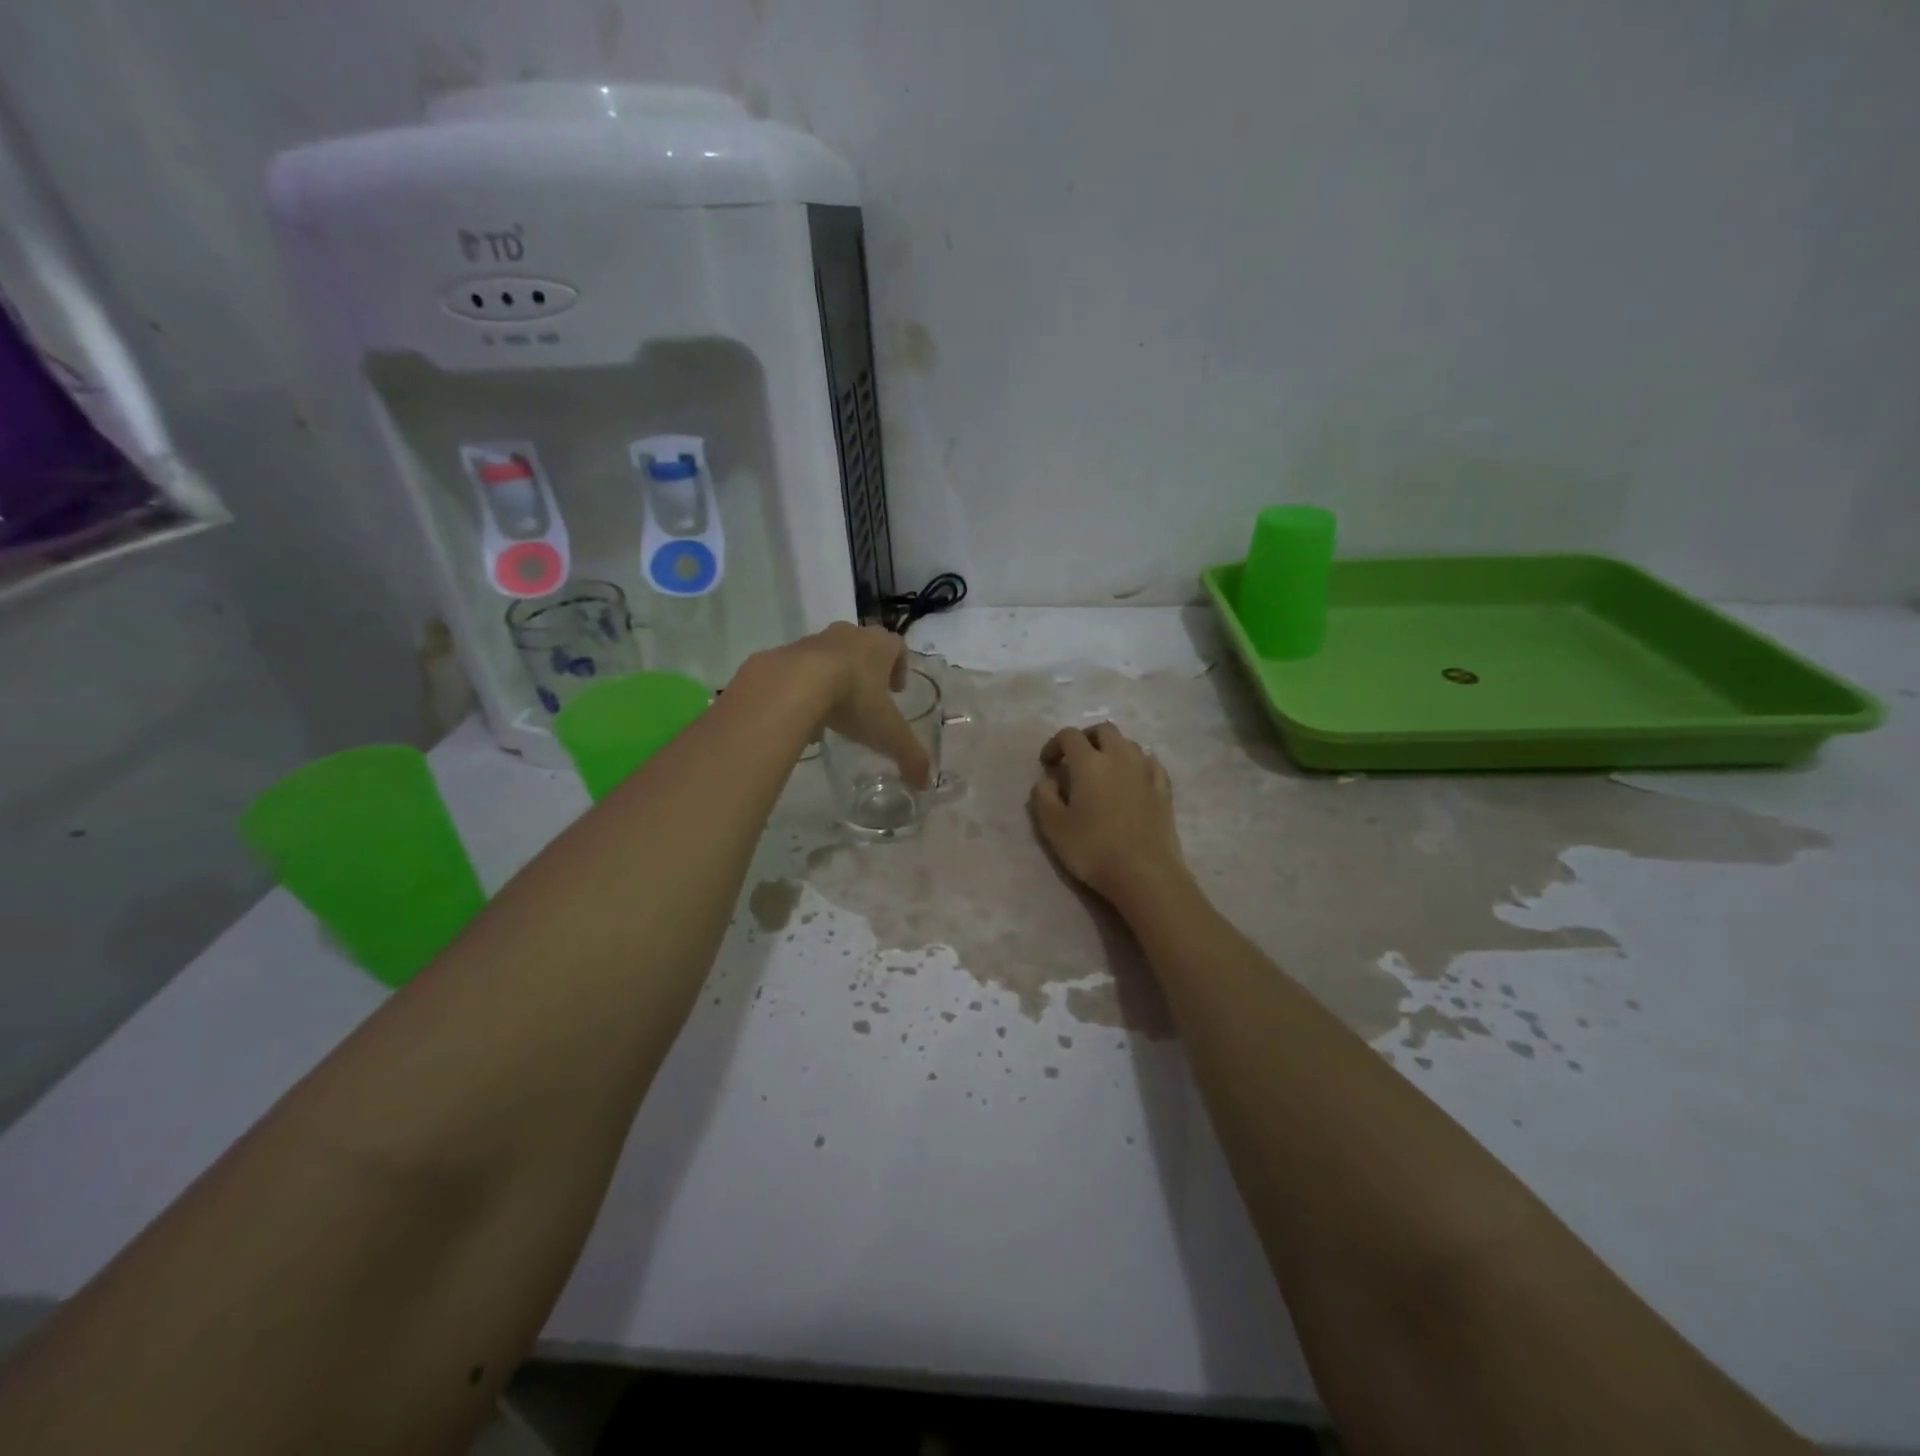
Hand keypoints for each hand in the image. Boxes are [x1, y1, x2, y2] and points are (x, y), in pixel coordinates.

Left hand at [778, 622, 932, 788]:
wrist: (793, 684)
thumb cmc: (853, 699)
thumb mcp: (889, 734)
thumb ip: (910, 757)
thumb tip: (925, 783)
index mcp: (879, 645)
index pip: (897, 647)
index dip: (900, 667)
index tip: (897, 690)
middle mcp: (848, 635)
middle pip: (862, 648)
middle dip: (867, 672)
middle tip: (868, 700)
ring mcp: (814, 641)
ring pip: (830, 658)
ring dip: (834, 680)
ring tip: (834, 713)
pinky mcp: (784, 654)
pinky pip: (800, 671)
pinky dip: (805, 690)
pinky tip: (805, 717)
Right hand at [1029, 722, 1188, 904]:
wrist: (1144, 873)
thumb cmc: (1092, 849)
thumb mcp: (1053, 826)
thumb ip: (1043, 796)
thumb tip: (1048, 779)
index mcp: (1089, 762)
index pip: (1069, 735)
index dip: (1054, 744)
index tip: (1047, 765)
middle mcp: (1119, 757)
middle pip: (1103, 730)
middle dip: (1086, 738)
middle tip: (1074, 760)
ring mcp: (1146, 771)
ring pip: (1128, 743)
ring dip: (1112, 749)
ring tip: (1102, 771)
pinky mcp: (1164, 789)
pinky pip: (1150, 762)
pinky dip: (1136, 763)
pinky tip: (1132, 778)